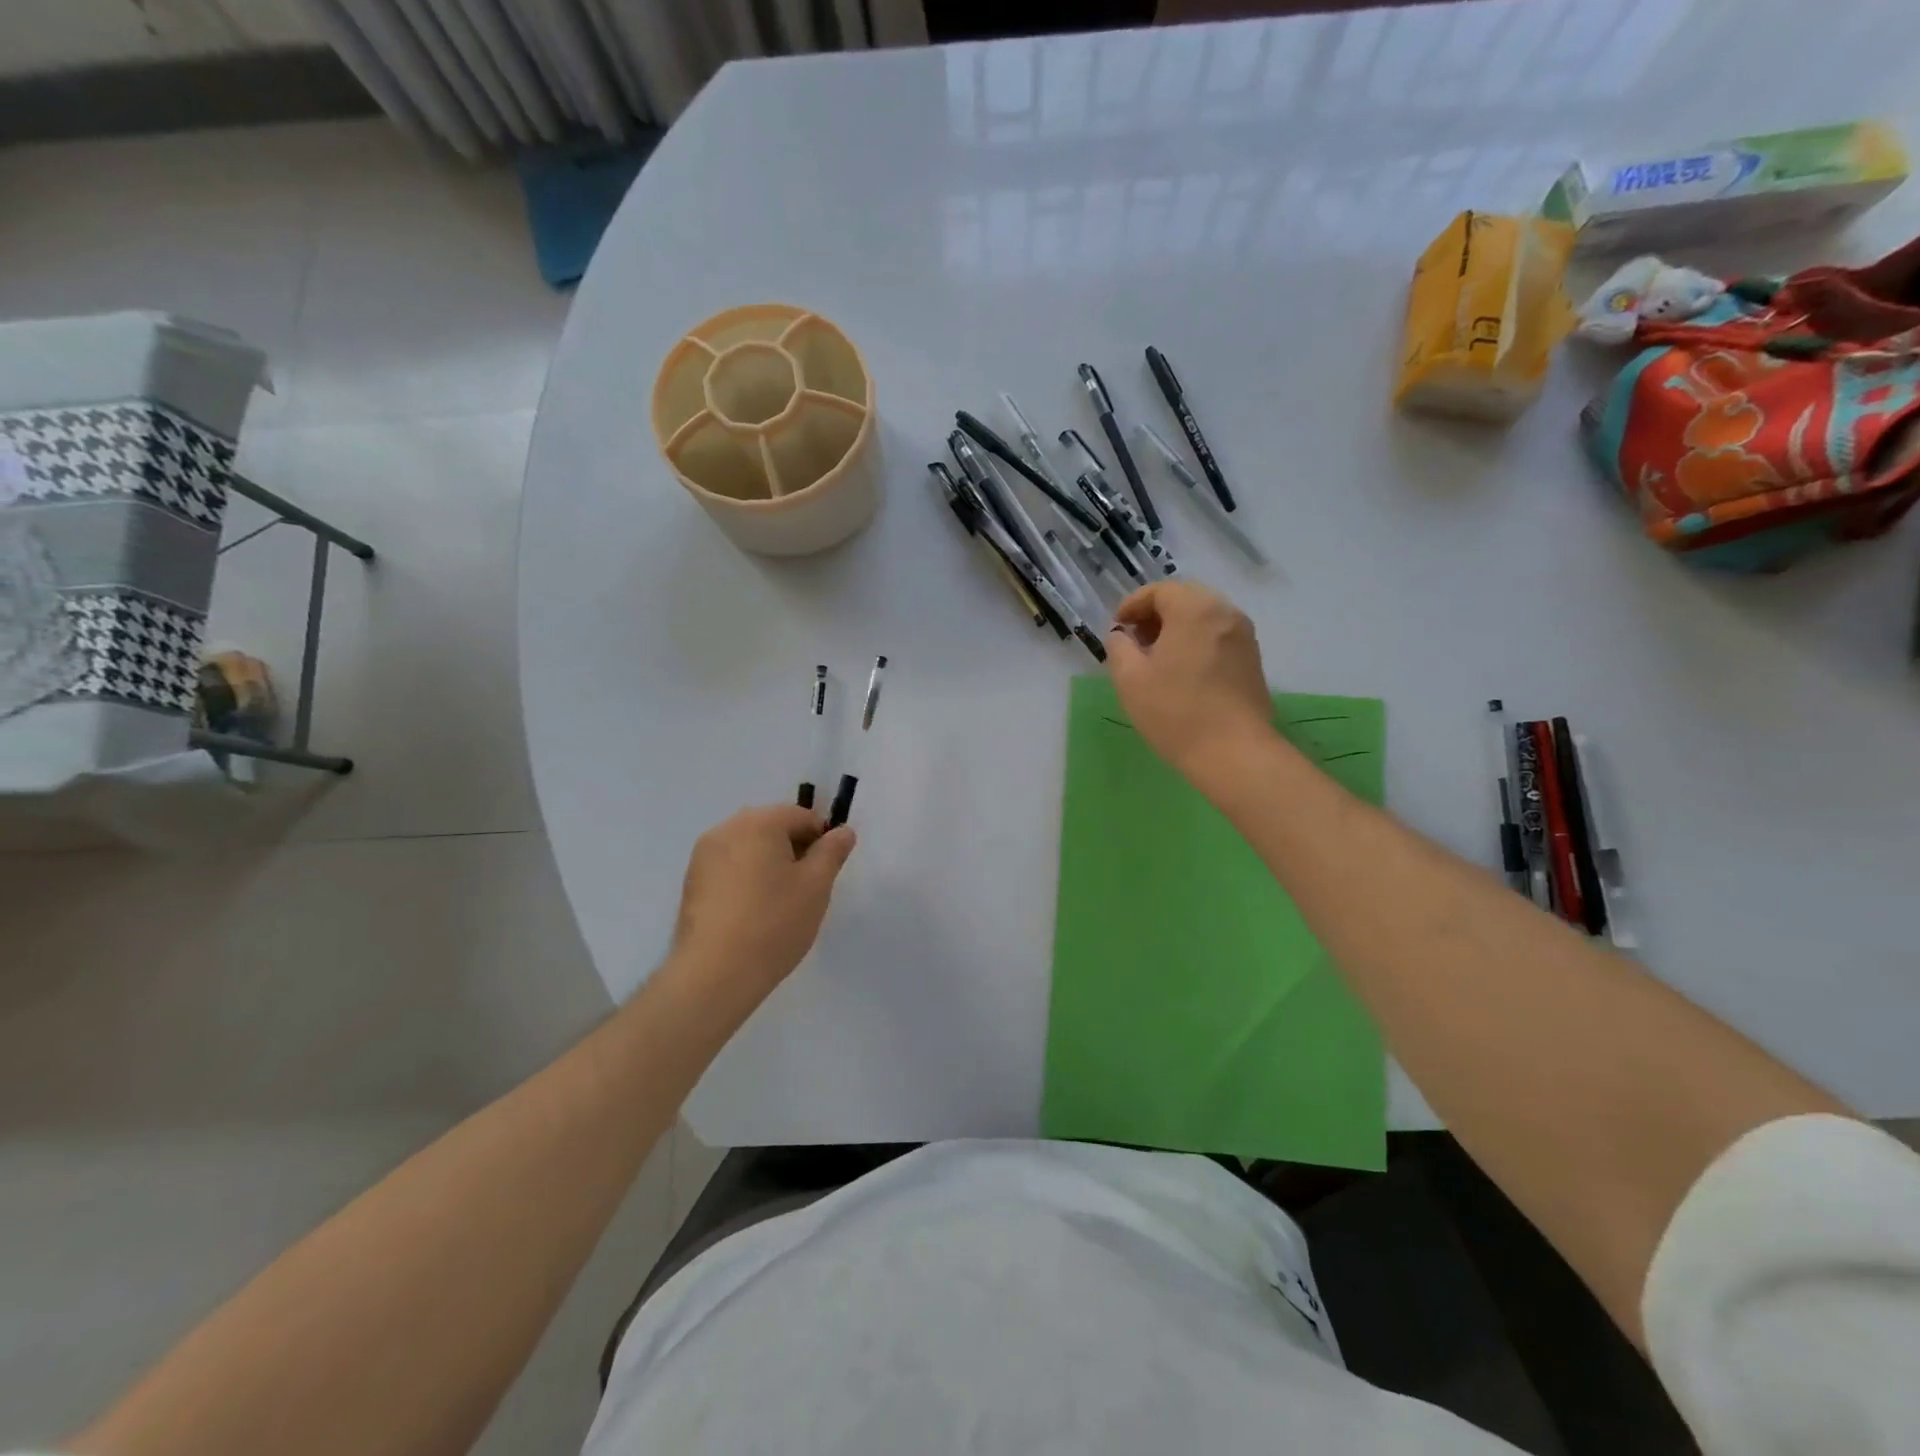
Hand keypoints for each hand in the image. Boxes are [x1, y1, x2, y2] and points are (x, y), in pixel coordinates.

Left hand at [666, 804, 855, 1010]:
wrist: (714, 973)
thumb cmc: (774, 923)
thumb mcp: (816, 886)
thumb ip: (832, 852)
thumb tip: (842, 831)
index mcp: (760, 822)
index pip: (802, 816)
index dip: (822, 839)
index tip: (827, 872)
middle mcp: (727, 828)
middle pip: (772, 827)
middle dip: (794, 849)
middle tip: (807, 888)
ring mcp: (703, 855)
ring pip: (749, 847)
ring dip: (769, 863)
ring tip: (780, 902)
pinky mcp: (692, 882)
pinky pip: (729, 867)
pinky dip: (746, 878)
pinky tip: (754, 911)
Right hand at [1106, 581, 1275, 784]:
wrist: (1234, 753)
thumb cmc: (1175, 712)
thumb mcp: (1130, 679)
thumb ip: (1119, 648)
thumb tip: (1122, 636)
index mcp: (1194, 609)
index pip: (1159, 591)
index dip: (1132, 605)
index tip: (1117, 628)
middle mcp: (1225, 612)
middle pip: (1185, 598)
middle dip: (1156, 614)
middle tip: (1135, 640)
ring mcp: (1244, 635)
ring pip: (1203, 617)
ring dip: (1177, 628)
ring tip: (1156, 658)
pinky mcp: (1252, 659)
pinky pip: (1217, 636)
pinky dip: (1196, 641)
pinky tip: (1182, 671)